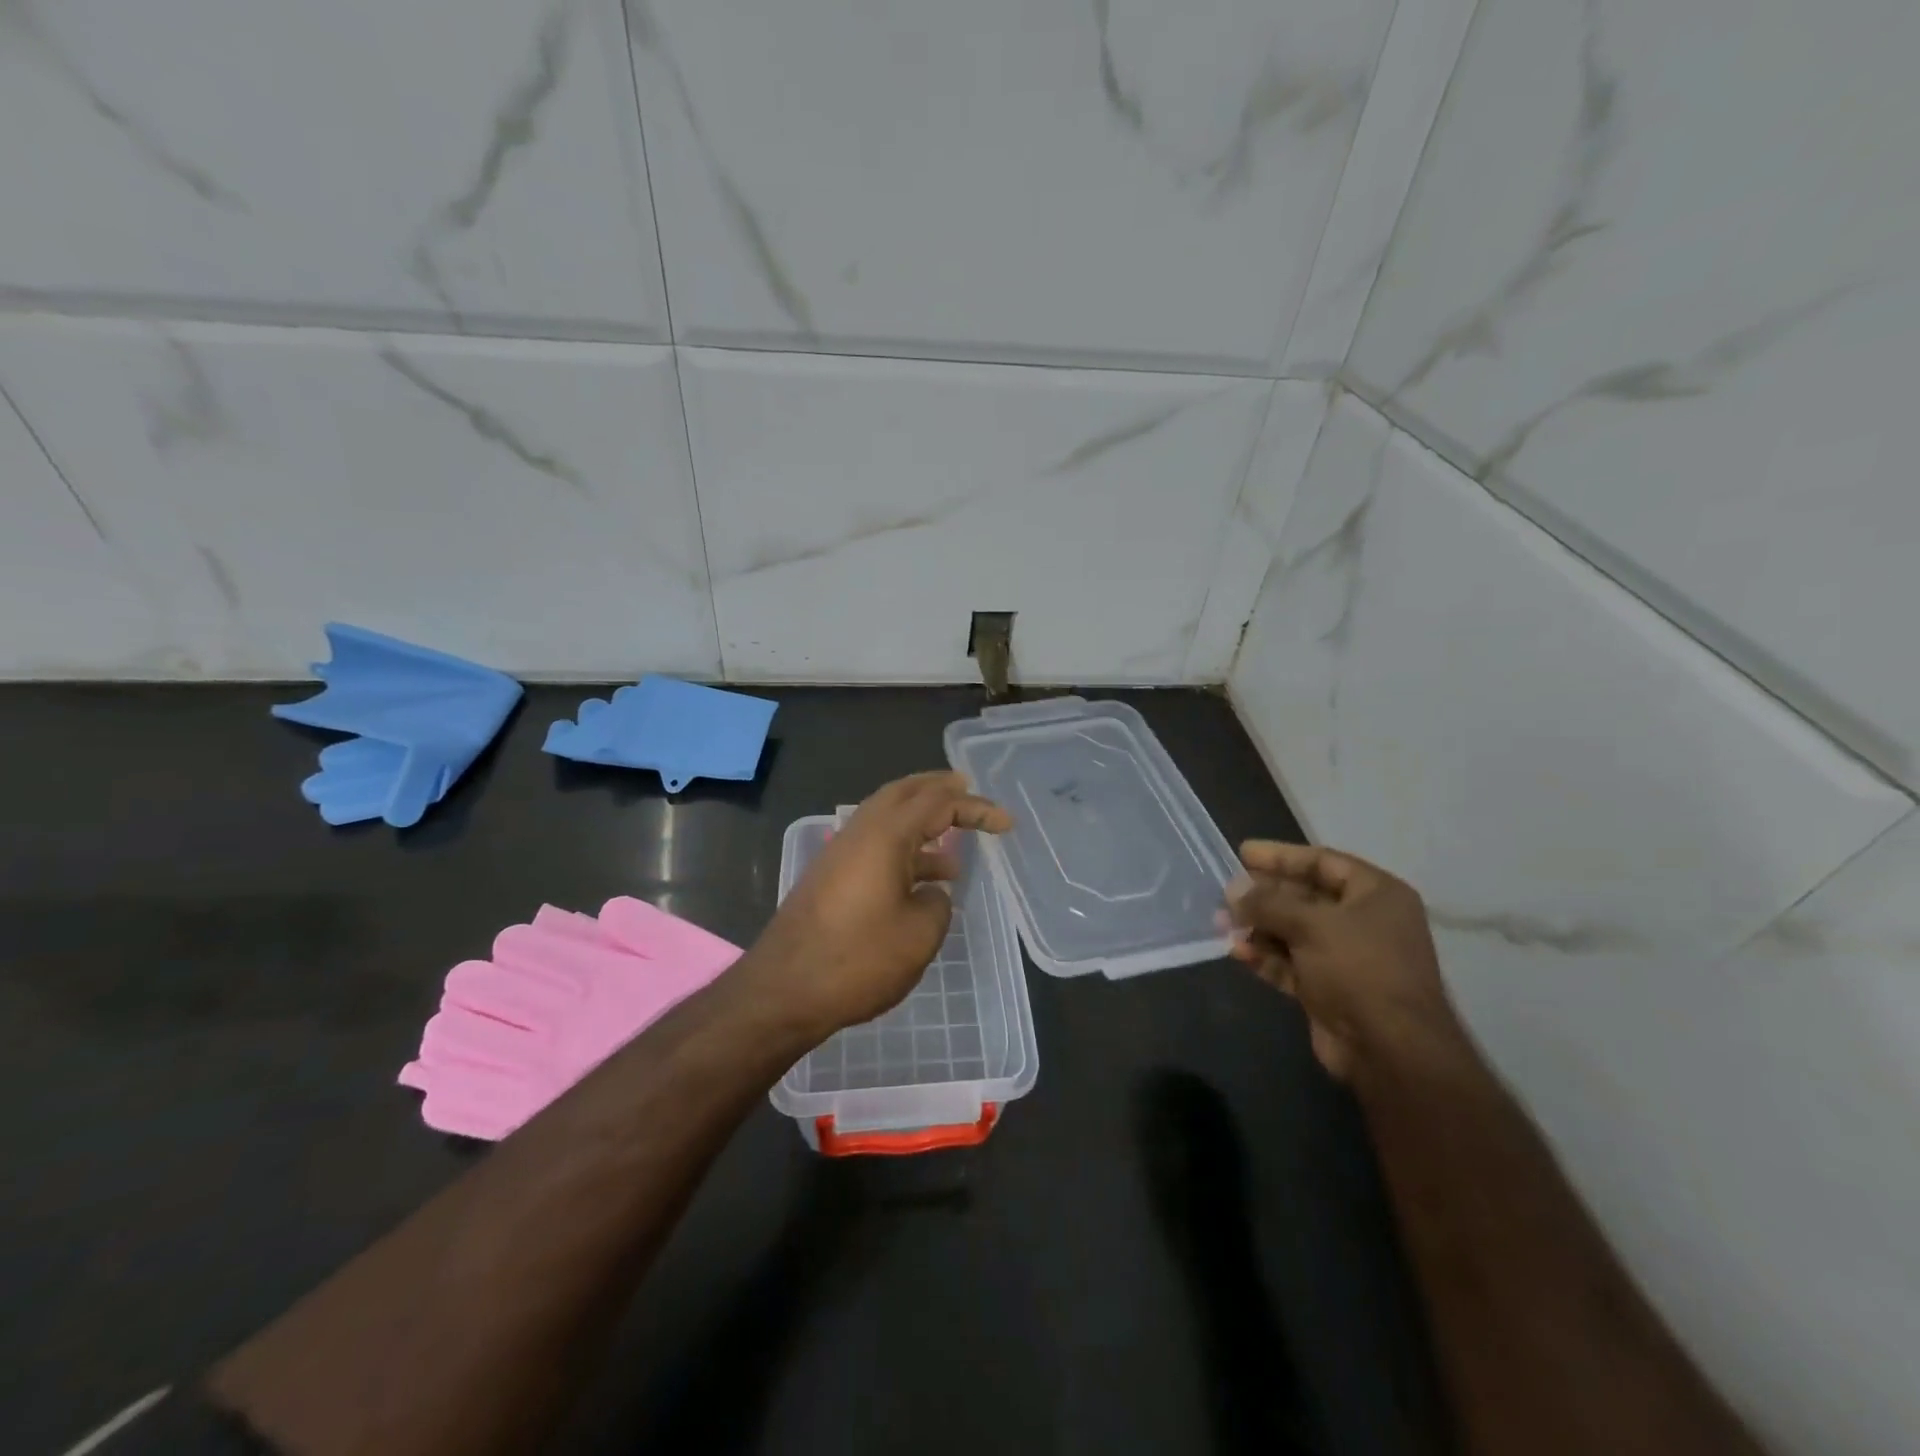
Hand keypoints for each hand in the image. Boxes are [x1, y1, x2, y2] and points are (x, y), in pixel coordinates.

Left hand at [744, 771, 1012, 1039]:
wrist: (783, 990)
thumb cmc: (857, 960)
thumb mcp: (919, 935)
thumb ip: (937, 903)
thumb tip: (929, 892)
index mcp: (885, 835)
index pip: (937, 802)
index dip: (975, 808)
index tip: (1006, 824)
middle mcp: (859, 833)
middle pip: (903, 793)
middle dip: (937, 789)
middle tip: (967, 788)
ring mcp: (840, 854)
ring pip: (886, 820)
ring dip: (920, 823)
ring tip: (954, 847)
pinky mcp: (830, 878)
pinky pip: (875, 846)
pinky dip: (903, 850)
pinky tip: (920, 882)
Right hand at [1224, 841, 1460, 1080]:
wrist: (1390, 1050)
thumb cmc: (1359, 968)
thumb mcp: (1311, 924)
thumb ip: (1268, 903)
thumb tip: (1233, 889)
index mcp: (1375, 895)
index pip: (1322, 862)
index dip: (1280, 856)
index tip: (1242, 852)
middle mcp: (1363, 921)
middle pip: (1304, 897)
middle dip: (1263, 896)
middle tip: (1225, 892)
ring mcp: (1346, 957)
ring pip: (1292, 931)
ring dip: (1257, 927)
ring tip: (1221, 925)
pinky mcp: (1328, 988)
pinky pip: (1290, 962)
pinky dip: (1265, 956)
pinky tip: (1237, 952)